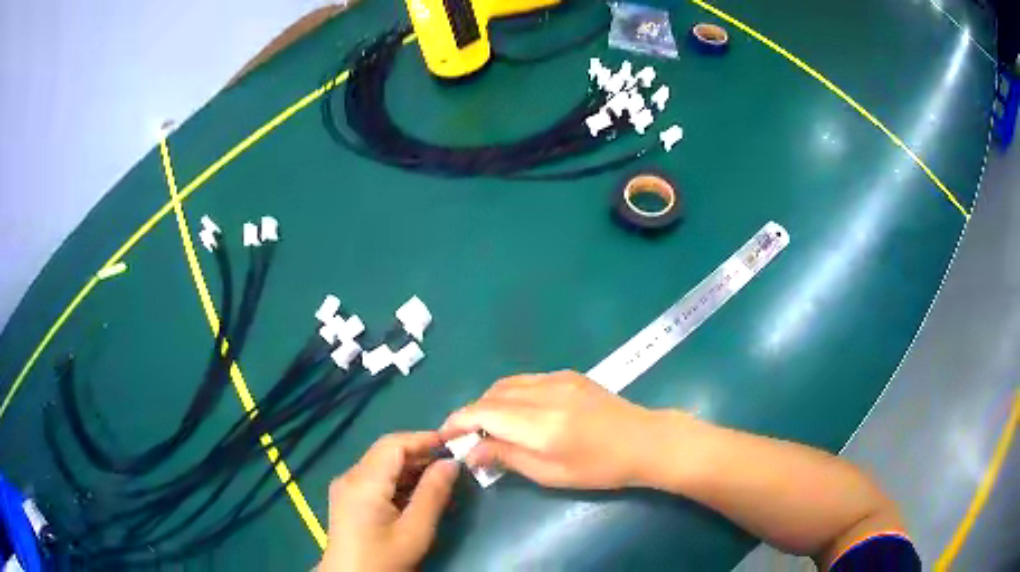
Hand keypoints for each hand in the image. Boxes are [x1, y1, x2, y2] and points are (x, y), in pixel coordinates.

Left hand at [319, 432, 458, 571]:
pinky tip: (418, 494)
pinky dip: (398, 481)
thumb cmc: (384, 559)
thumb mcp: (415, 531)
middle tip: (452, 463)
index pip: (393, 444)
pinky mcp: (347, 499)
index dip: (423, 439)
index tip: (453, 443)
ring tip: (441, 479)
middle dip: (419, 453)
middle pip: (386, 452)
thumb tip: (451, 463)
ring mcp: (346, 487)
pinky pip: (375, 479)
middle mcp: (350, 477)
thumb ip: (433, 494)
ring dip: (410, 468)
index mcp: (363, 481)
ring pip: (381, 465)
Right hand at [439, 371, 665, 488]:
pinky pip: (526, 380)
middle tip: (468, 437)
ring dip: (489, 402)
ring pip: (506, 384)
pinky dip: (510, 394)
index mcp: (541, 423)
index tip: (445, 435)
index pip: (483, 412)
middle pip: (491, 395)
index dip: (458, 421)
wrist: (644, 441)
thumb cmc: (600, 468)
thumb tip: (472, 451)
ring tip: (489, 426)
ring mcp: (558, 379)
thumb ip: (507, 457)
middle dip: (472, 413)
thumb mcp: (551, 474)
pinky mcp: (569, 375)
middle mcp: (545, 392)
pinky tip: (517, 413)